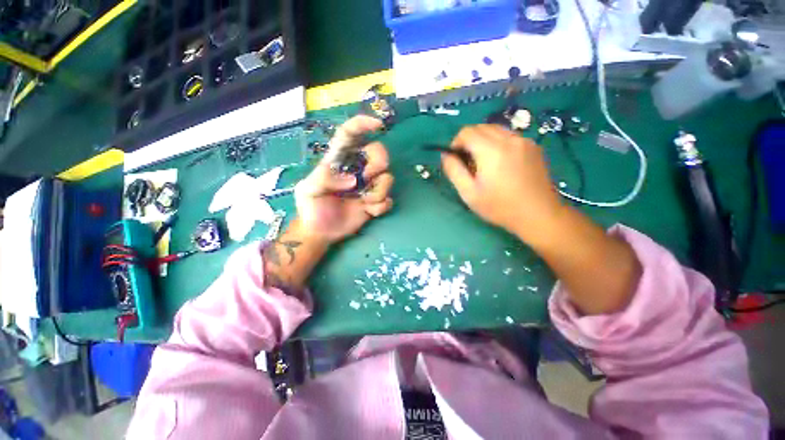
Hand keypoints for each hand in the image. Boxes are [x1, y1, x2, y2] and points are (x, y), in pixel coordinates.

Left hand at [294, 115, 393, 243]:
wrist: (321, 231)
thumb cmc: (311, 208)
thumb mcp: (307, 190)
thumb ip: (324, 179)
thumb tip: (352, 180)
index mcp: (339, 161)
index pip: (350, 135)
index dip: (363, 125)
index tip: (377, 125)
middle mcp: (357, 170)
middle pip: (379, 153)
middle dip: (378, 163)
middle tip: (366, 178)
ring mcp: (368, 186)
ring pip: (388, 178)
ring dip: (379, 191)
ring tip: (364, 203)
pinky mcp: (375, 202)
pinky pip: (388, 200)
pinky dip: (381, 206)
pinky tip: (369, 212)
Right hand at [441, 124, 561, 239]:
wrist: (539, 214)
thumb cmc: (500, 207)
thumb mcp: (469, 193)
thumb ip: (453, 170)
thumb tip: (445, 155)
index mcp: (491, 150)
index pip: (467, 131)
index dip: (456, 143)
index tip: (456, 159)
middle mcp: (509, 139)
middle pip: (481, 127)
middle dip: (469, 141)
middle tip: (469, 163)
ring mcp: (524, 140)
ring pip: (496, 130)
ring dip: (483, 141)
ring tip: (485, 163)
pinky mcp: (534, 146)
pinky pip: (509, 136)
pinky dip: (498, 143)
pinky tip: (501, 163)